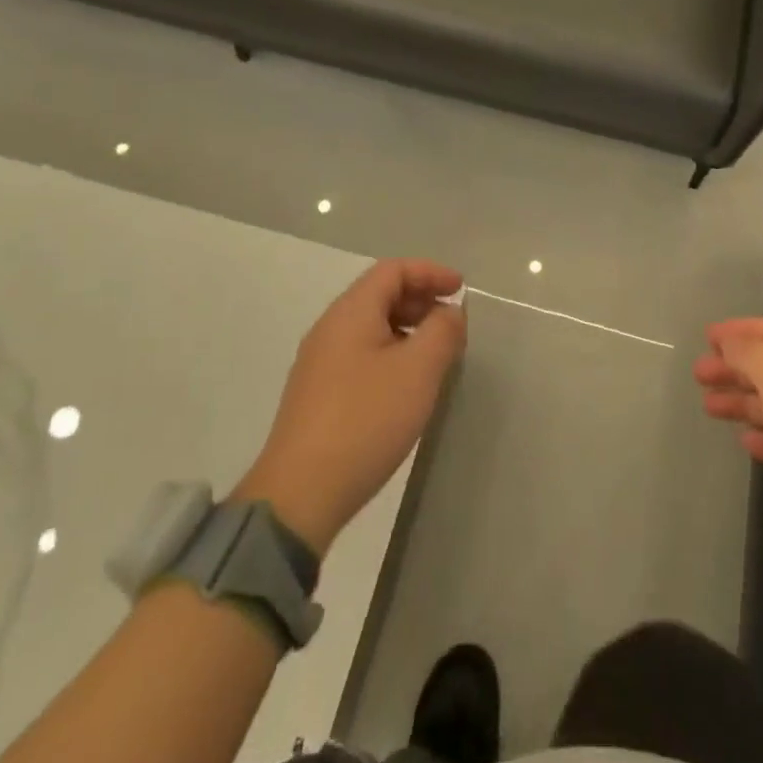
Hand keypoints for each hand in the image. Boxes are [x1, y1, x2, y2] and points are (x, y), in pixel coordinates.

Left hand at [235, 260, 465, 556]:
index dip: (430, 272)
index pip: (392, 270)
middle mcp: (330, 328)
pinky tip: (408, 385)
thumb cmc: (366, 420)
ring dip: (408, 329)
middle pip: (380, 294)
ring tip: (437, 356)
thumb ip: (442, 331)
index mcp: (351, 312)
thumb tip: (449, 312)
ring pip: (371, 326)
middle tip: (453, 324)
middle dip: (421, 300)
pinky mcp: (319, 394)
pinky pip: (361, 354)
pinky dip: (392, 353)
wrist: (301, 492)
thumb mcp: (418, 370)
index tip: (461, 289)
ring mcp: (320, 362)